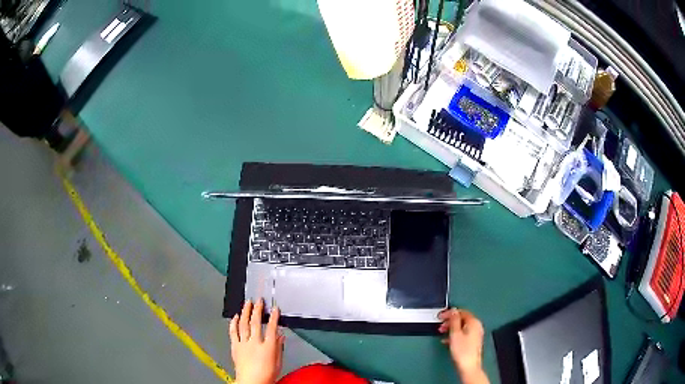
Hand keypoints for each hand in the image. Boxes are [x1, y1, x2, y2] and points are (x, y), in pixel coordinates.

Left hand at [229, 299, 283, 383]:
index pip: (271, 328)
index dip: (273, 317)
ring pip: (243, 324)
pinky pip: (233, 332)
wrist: (251, 382)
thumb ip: (279, 347)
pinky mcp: (235, 346)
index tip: (275, 309)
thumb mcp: (278, 363)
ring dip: (245, 312)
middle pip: (255, 323)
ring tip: (247, 303)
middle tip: (259, 301)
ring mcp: (243, 344)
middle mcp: (254, 343)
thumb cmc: (266, 376)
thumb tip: (280, 335)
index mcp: (267, 348)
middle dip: (257, 310)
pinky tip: (235, 316)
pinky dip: (234, 323)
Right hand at [438, 308, 488, 383]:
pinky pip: (463, 334)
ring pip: (462, 327)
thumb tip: (453, 311)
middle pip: (462, 319)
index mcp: (474, 322)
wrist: (468, 366)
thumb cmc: (463, 351)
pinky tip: (448, 340)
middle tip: (441, 324)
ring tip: (442, 332)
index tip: (441, 316)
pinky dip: (455, 335)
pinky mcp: (472, 342)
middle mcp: (476, 327)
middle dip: (450, 321)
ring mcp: (475, 334)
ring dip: (451, 328)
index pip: (462, 312)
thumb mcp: (455, 333)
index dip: (450, 313)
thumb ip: (454, 320)